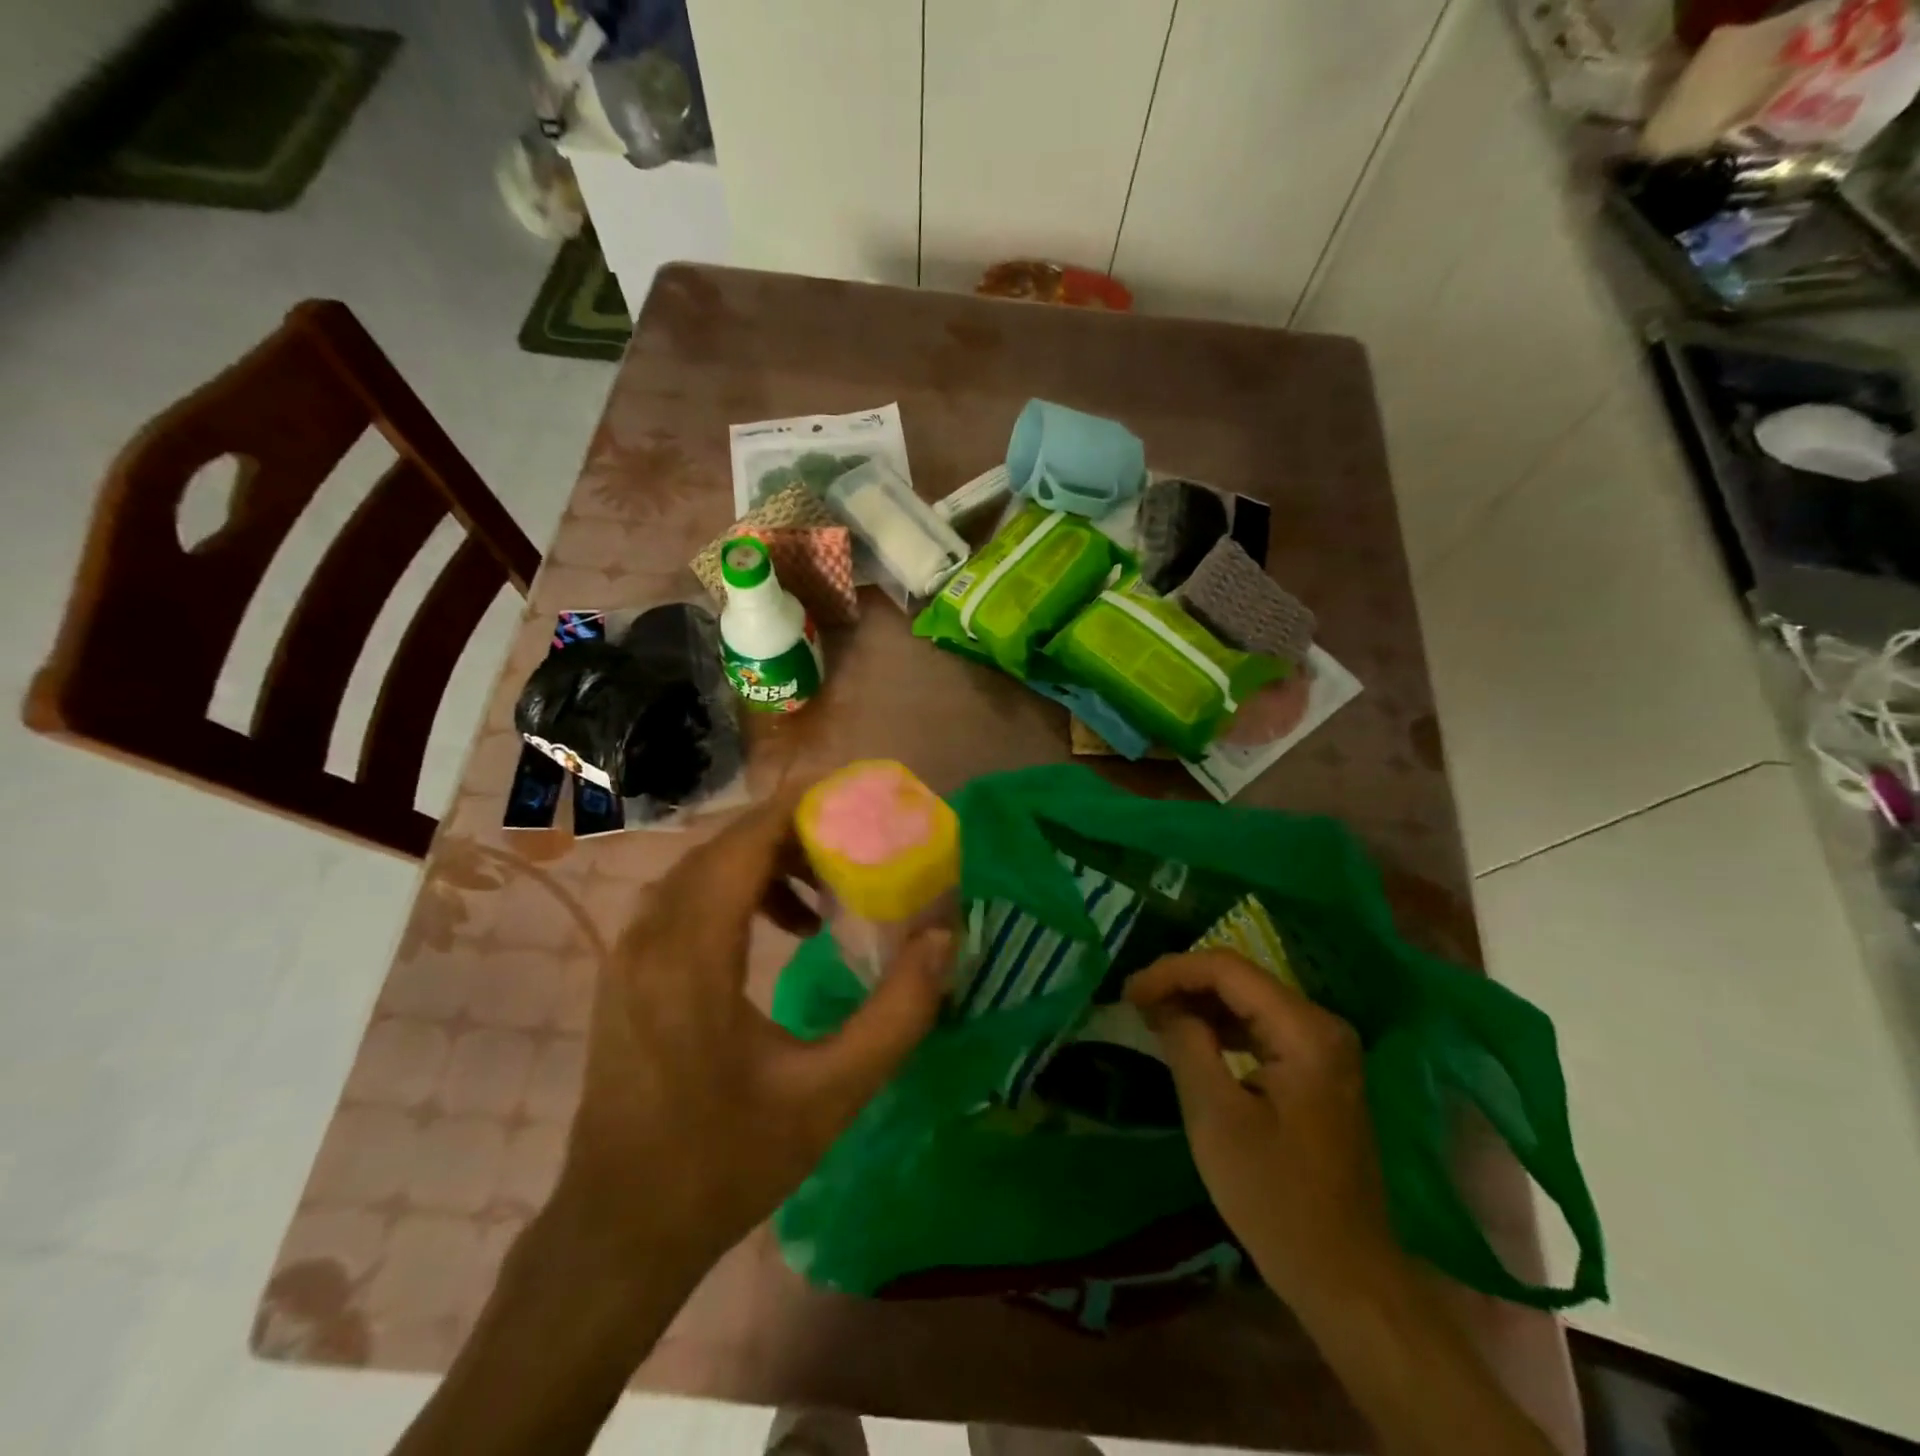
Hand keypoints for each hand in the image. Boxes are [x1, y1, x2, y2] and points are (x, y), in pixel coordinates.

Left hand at [557, 776, 951, 1275]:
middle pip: (726, 846)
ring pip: (705, 869)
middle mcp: (649, 936)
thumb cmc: (726, 1163)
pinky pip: (688, 898)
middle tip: (858, 846)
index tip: (858, 797)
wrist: (619, 1230)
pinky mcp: (628, 969)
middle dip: (795, 834)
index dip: (801, 808)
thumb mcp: (832, 1095)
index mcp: (691, 956)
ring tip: (827, 894)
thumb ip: (898, 1013)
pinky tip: (783, 929)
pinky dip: (739, 890)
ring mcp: (630, 951)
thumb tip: (944, 939)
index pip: (744, 842)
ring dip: (767, 862)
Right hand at [1126, 950, 1398, 1310]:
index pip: (1227, 969)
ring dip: (1199, 1004)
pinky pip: (1261, 1028)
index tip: (1128, 993)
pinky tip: (1190, 1039)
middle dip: (1183, 984)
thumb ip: (1186, 1044)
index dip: (1171, 972)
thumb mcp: (1215, 1117)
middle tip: (1134, 1004)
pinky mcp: (1318, 1069)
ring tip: (1152, 1017)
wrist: (1343, 1273)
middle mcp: (1322, 1025)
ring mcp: (1324, 1047)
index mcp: (1304, 1030)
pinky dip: (1221, 1027)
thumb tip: (1162, 1002)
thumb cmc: (1275, 1197)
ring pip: (1248, 1000)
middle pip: (1240, 979)